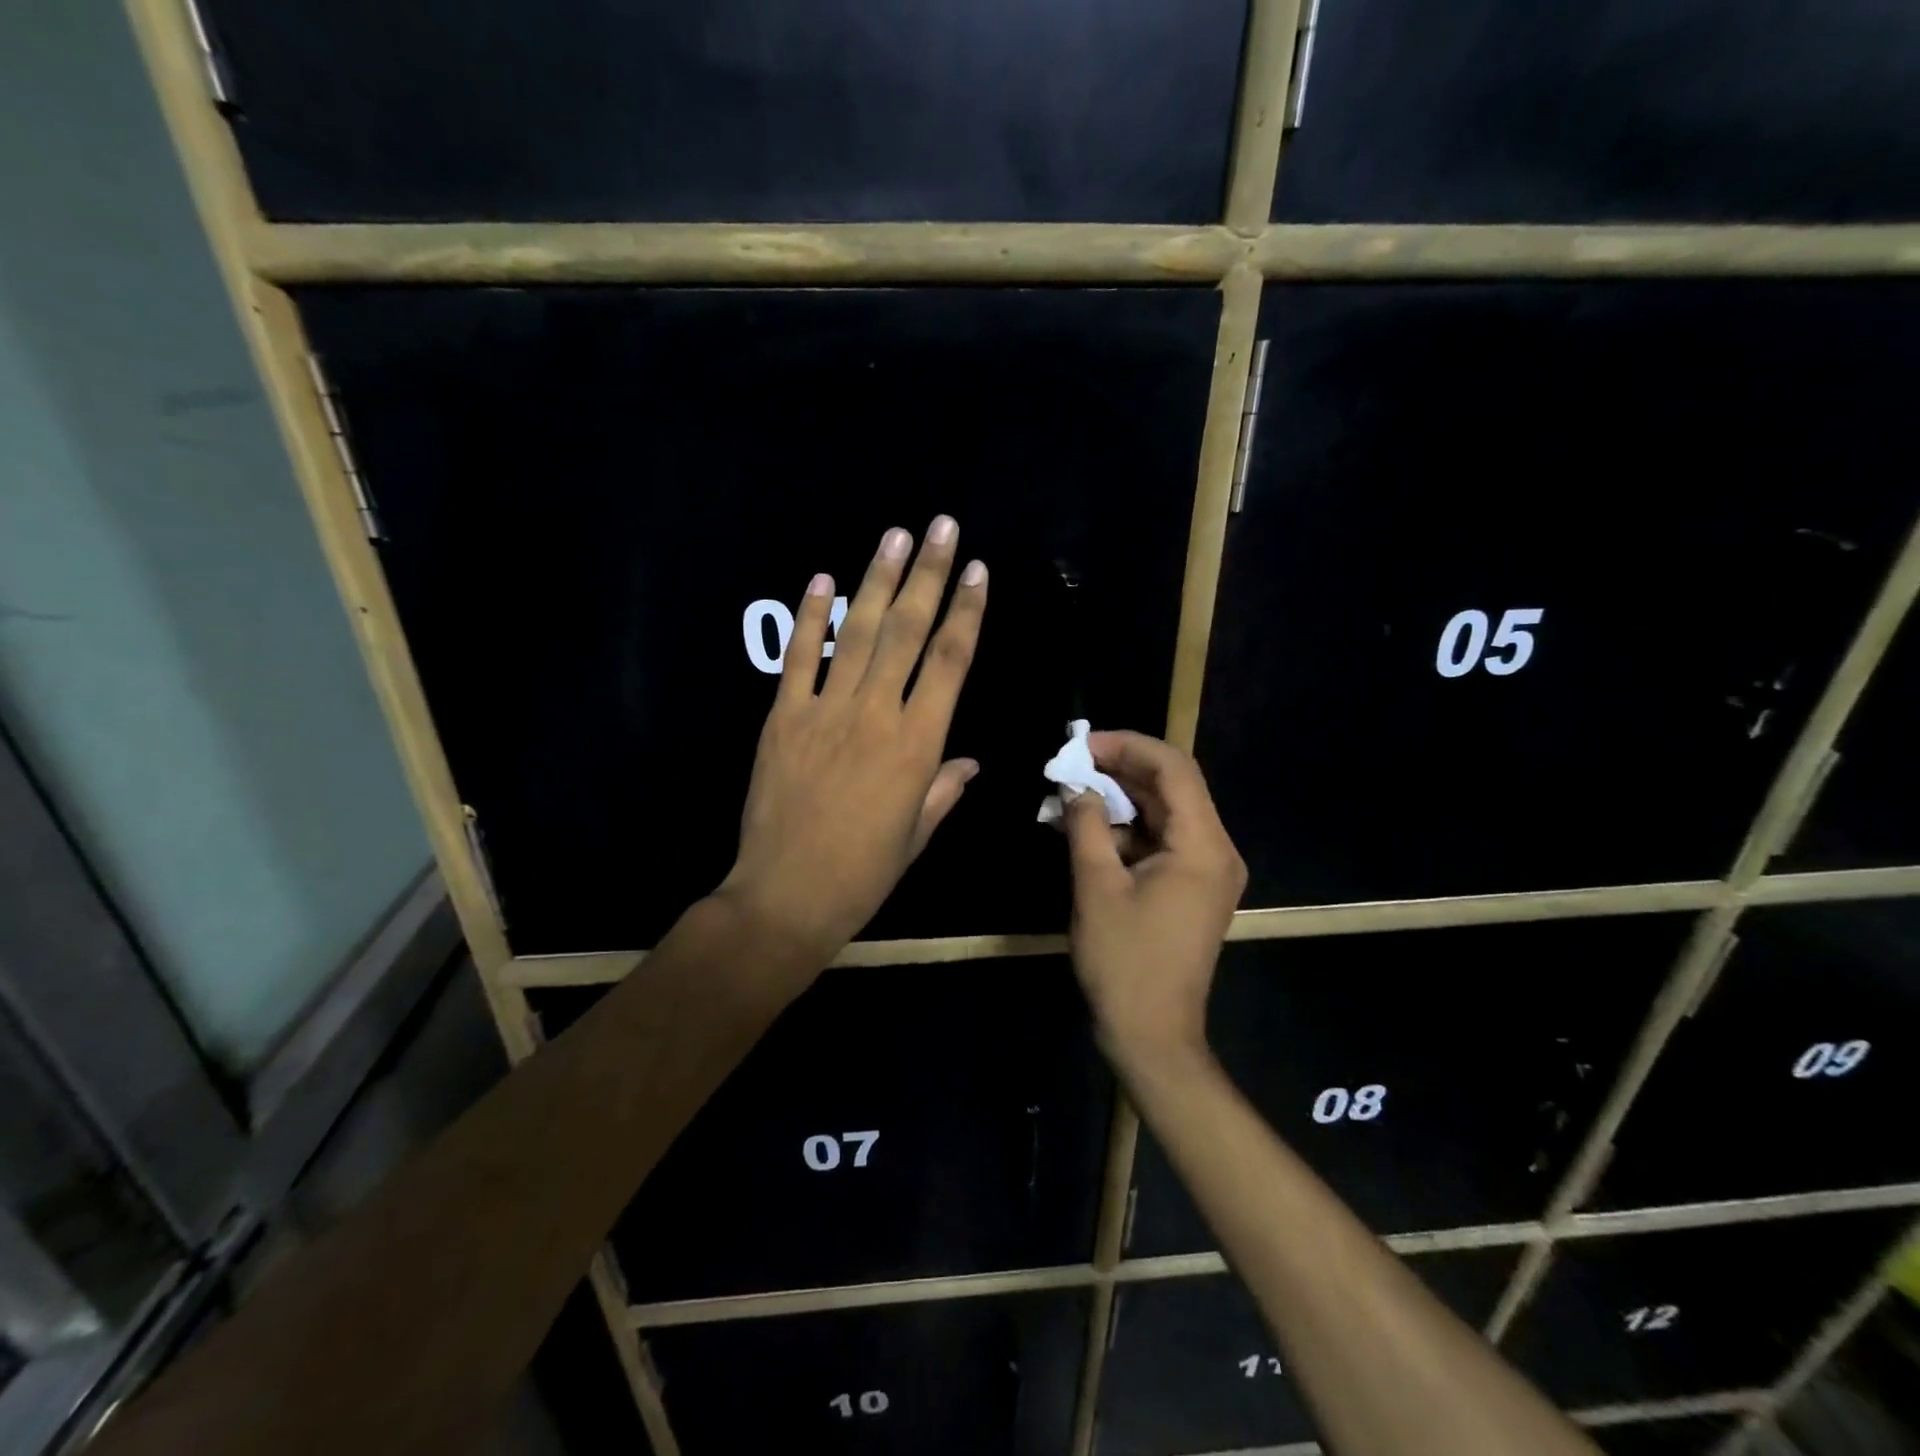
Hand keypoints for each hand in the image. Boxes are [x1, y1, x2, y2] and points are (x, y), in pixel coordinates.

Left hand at [718, 517, 987, 960]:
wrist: (787, 896)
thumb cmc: (864, 872)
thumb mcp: (917, 834)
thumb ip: (944, 788)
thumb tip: (968, 762)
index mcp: (917, 745)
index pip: (949, 663)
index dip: (966, 613)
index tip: (977, 572)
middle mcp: (875, 715)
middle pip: (906, 632)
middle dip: (927, 575)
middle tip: (941, 527)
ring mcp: (824, 712)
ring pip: (856, 634)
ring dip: (877, 581)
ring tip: (894, 536)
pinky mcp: (782, 718)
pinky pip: (798, 659)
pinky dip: (810, 617)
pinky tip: (824, 579)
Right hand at [1063, 733, 1245, 1068]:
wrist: (1152, 1034)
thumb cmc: (1124, 961)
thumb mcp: (1096, 886)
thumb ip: (1087, 825)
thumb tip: (1076, 786)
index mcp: (1203, 846)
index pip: (1174, 769)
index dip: (1127, 746)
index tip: (1082, 745)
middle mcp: (1216, 851)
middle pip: (1172, 787)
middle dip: (1120, 770)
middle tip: (1070, 765)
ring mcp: (1206, 871)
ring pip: (1164, 813)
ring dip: (1120, 800)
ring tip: (1071, 793)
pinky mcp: (1191, 888)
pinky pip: (1160, 841)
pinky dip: (1126, 830)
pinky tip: (1087, 829)